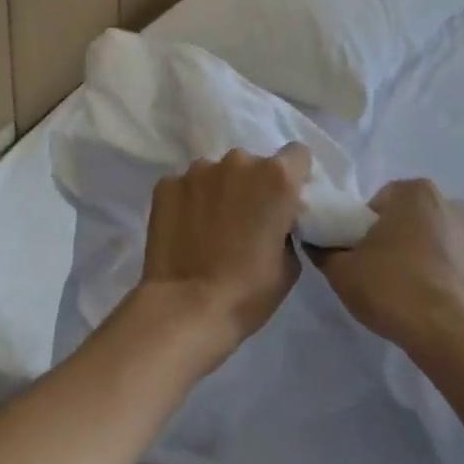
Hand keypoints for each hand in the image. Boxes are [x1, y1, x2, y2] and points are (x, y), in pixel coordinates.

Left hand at [133, 144, 312, 370]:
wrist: (186, 308)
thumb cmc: (249, 291)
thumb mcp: (289, 263)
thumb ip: (286, 227)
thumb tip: (273, 221)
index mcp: (276, 177)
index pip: (297, 155)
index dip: (293, 177)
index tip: (285, 200)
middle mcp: (238, 161)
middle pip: (252, 163)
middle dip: (252, 185)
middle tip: (244, 220)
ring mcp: (197, 170)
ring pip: (216, 173)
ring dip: (218, 191)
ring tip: (210, 227)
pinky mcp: (166, 184)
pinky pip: (185, 186)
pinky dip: (188, 202)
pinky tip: (185, 230)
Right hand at [317, 179, 463, 366]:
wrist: (455, 338)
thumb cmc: (393, 289)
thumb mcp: (341, 271)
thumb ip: (324, 250)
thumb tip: (318, 243)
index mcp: (415, 192)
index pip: (378, 203)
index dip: (362, 230)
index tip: (358, 258)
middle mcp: (451, 205)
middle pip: (409, 221)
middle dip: (394, 242)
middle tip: (379, 277)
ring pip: (436, 245)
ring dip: (422, 262)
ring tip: (408, 298)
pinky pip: (459, 271)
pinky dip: (447, 283)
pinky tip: (435, 310)